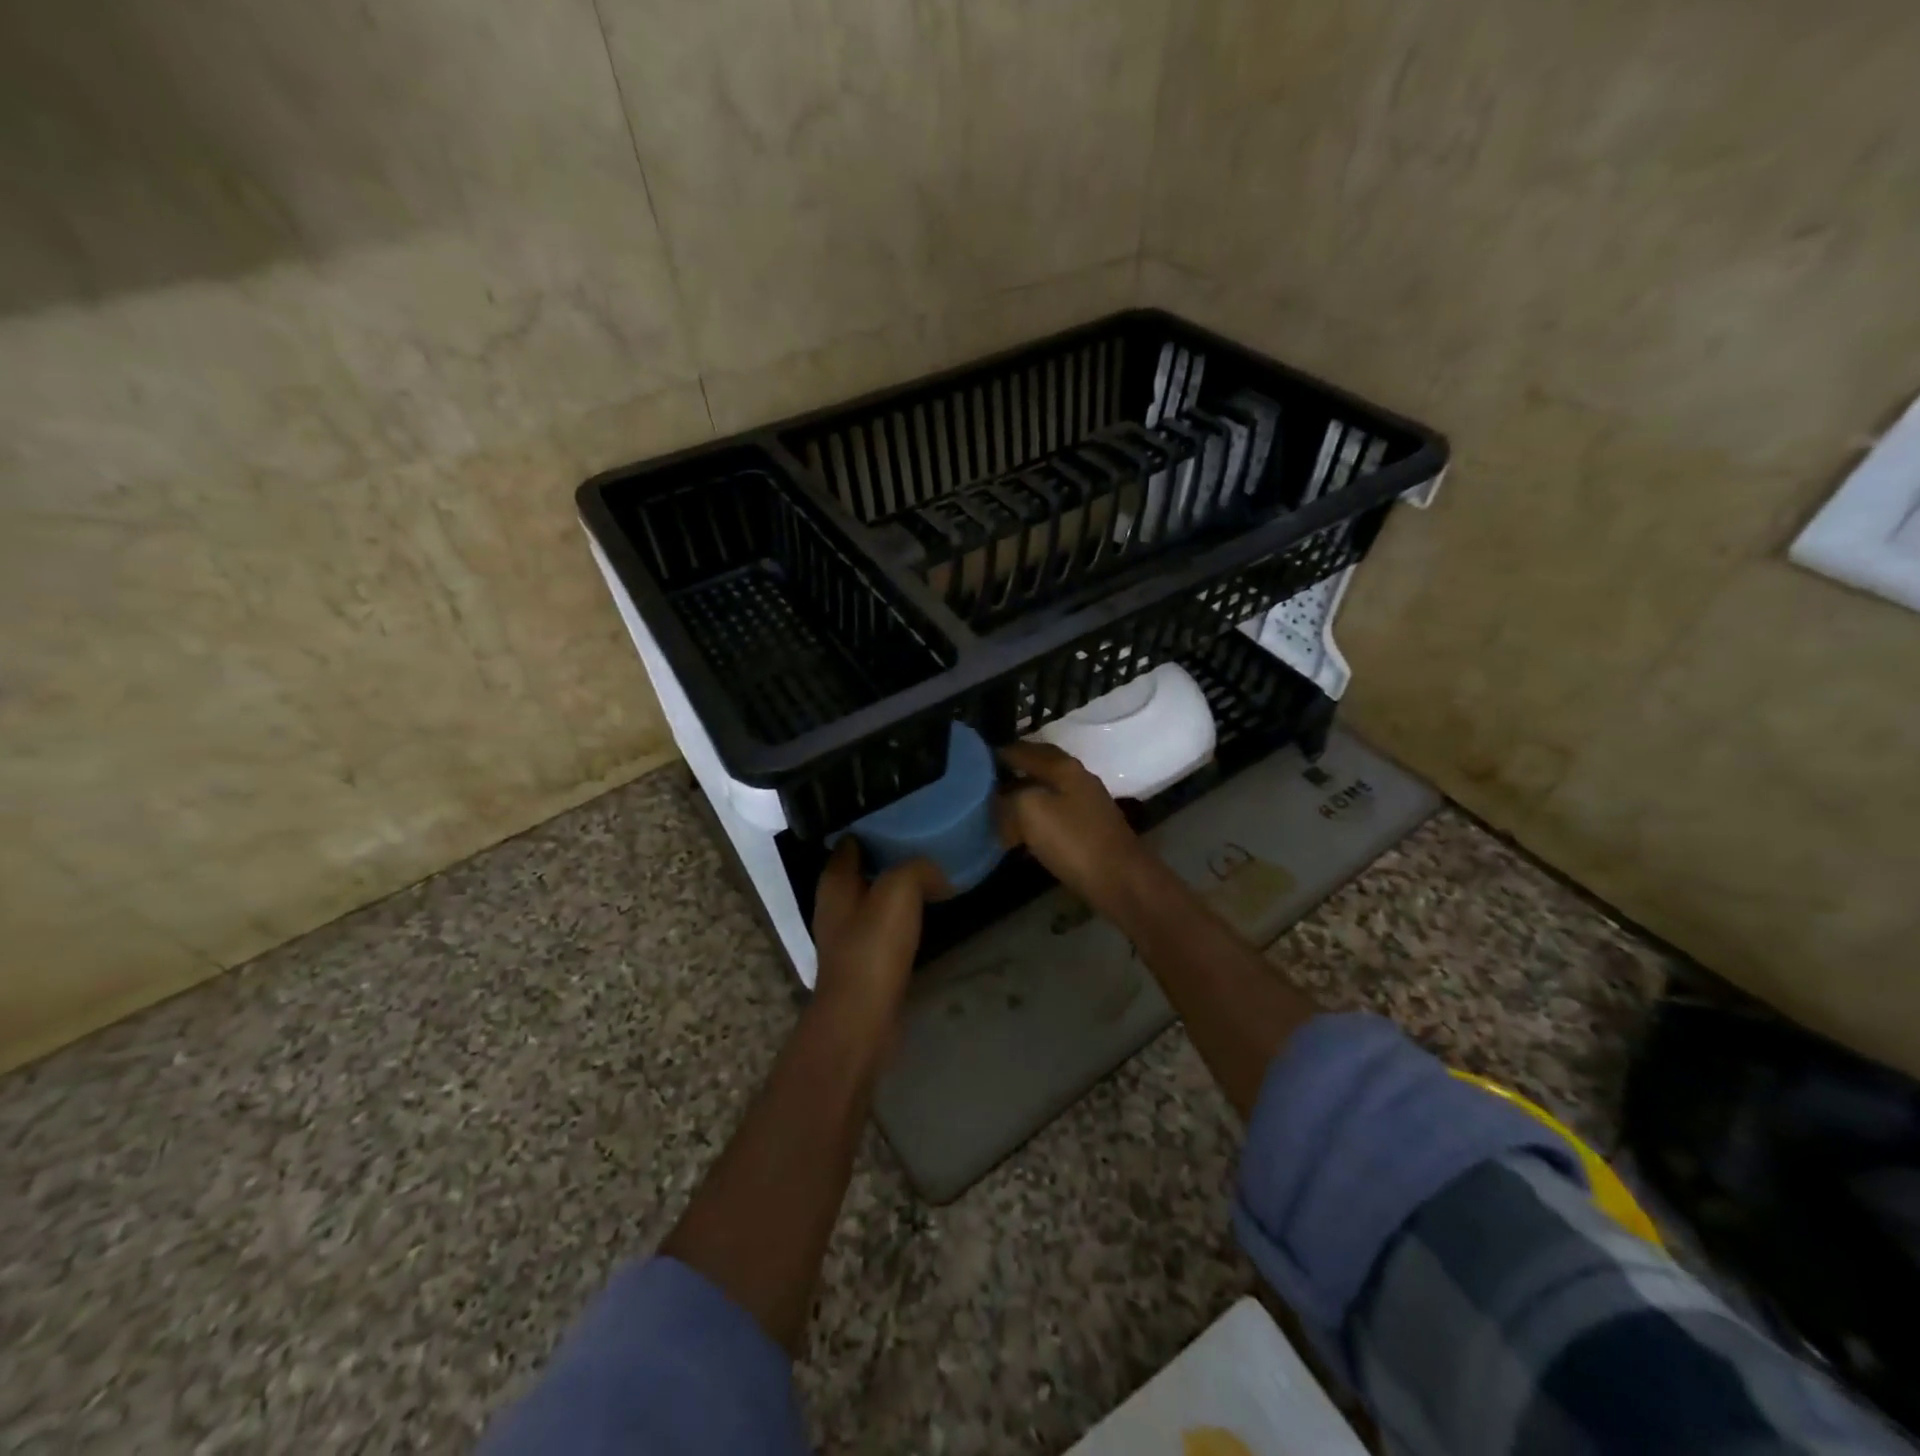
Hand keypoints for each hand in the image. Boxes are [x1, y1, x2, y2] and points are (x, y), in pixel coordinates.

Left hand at [809, 840, 942, 1040]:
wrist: (862, 1017)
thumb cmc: (873, 948)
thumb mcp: (899, 891)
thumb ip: (917, 869)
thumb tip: (936, 872)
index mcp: (835, 882)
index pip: (849, 842)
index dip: (870, 826)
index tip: (900, 814)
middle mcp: (835, 905)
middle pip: (861, 869)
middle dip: (887, 855)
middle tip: (921, 840)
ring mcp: (847, 936)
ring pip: (873, 898)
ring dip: (896, 887)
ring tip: (930, 873)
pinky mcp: (864, 961)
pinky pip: (884, 927)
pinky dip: (902, 916)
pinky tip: (925, 914)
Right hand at [995, 741, 1156, 918]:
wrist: (1119, 880)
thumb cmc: (1073, 840)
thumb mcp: (1030, 810)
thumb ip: (1009, 797)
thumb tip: (998, 799)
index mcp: (1064, 767)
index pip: (1026, 750)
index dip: (1001, 752)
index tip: (976, 759)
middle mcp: (1078, 779)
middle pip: (1040, 768)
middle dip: (1013, 772)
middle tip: (985, 782)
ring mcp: (1087, 806)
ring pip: (1047, 793)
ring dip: (1023, 797)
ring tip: (997, 808)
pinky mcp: (1089, 831)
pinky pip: (1053, 816)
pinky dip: (1034, 819)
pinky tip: (1020, 833)